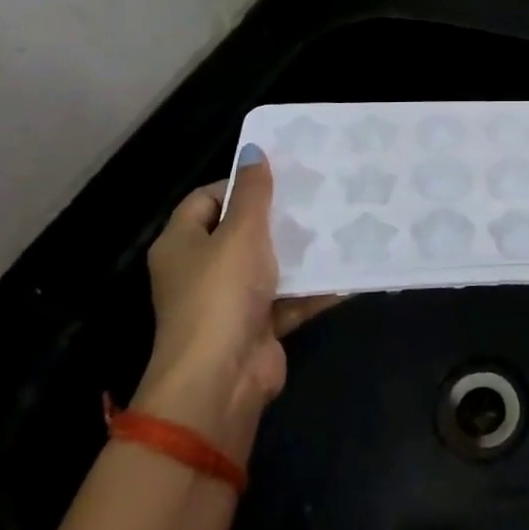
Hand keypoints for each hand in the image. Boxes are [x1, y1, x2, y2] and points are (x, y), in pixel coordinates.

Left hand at [133, 147, 336, 456]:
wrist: (222, 379)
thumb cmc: (222, 294)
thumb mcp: (241, 233)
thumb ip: (253, 192)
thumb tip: (254, 150)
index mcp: (181, 244)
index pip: (205, 200)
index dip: (238, 184)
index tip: (279, 176)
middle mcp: (200, 271)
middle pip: (241, 232)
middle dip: (278, 216)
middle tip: (317, 195)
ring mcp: (230, 302)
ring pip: (269, 265)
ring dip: (300, 251)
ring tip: (339, 223)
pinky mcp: (258, 326)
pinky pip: (289, 298)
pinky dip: (313, 288)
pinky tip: (347, 268)